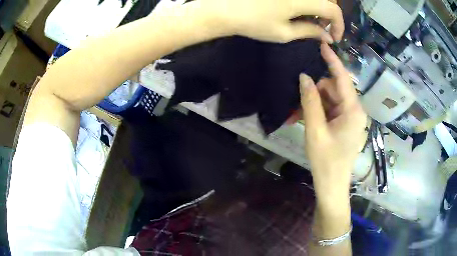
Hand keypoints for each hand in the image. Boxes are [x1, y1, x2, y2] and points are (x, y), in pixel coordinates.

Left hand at [193, 0, 343, 42]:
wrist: (225, 9)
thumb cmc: (254, 23)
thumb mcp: (284, 32)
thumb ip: (310, 32)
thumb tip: (328, 36)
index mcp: (302, 0)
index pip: (332, 9)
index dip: (339, 24)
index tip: (334, 37)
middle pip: (326, 0)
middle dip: (329, 15)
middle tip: (321, 28)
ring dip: (318, 8)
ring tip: (309, 20)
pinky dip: (307, 3)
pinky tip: (298, 10)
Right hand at [300, 44, 366, 205]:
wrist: (332, 185)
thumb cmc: (326, 161)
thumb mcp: (315, 130)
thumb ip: (310, 101)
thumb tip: (304, 77)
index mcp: (353, 111)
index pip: (343, 79)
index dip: (332, 61)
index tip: (322, 45)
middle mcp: (355, 111)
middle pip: (335, 90)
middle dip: (316, 90)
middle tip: (297, 97)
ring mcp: (351, 118)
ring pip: (331, 100)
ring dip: (315, 102)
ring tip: (298, 112)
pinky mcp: (345, 125)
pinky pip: (331, 110)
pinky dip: (319, 111)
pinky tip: (306, 117)